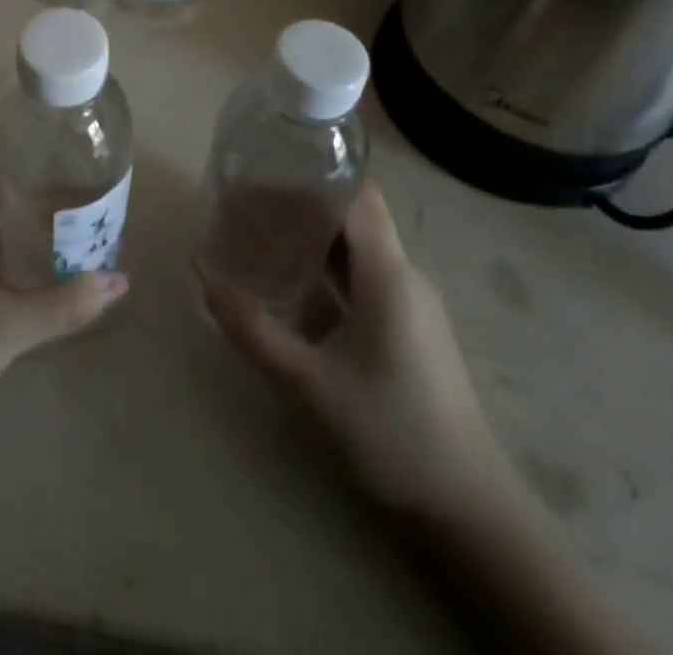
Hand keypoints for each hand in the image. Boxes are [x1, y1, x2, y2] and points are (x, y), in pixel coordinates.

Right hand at [200, 182, 510, 518]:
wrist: (467, 506)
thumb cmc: (390, 433)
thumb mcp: (309, 384)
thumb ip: (254, 330)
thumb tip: (204, 279)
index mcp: (388, 274)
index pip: (357, 193)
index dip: (315, 172)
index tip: (268, 167)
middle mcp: (404, 274)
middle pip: (355, 213)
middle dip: (304, 200)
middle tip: (249, 200)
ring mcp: (410, 299)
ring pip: (359, 243)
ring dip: (315, 232)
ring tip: (262, 230)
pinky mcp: (409, 322)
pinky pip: (365, 272)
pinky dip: (329, 262)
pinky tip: (295, 277)